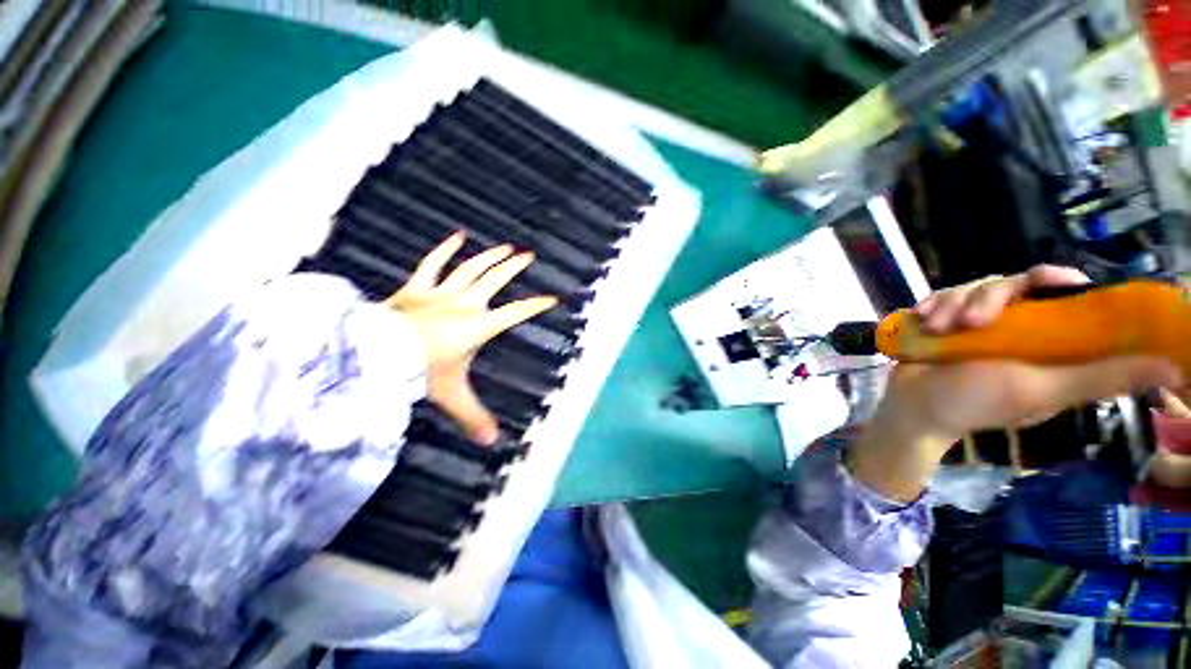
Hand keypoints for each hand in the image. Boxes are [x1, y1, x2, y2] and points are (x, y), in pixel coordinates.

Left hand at [386, 232, 556, 444]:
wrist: (375, 354)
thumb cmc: (418, 372)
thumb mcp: (451, 395)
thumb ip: (474, 417)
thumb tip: (492, 442)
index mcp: (478, 327)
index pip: (515, 313)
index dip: (535, 305)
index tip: (552, 298)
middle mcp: (465, 305)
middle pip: (495, 281)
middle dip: (514, 269)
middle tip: (529, 256)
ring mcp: (440, 293)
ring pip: (471, 269)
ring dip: (490, 257)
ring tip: (506, 246)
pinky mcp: (418, 288)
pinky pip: (433, 264)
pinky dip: (445, 249)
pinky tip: (458, 235)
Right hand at [848, 266, 1182, 501]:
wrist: (913, 407)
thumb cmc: (977, 403)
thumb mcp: (1040, 391)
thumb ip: (1099, 377)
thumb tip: (1173, 368)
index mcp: (1047, 340)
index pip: (1063, 295)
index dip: (1059, 280)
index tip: (1047, 279)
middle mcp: (1017, 326)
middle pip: (1013, 284)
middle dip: (988, 297)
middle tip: (969, 323)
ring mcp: (977, 323)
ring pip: (974, 287)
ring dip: (953, 304)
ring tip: (939, 327)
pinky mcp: (945, 320)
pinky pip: (942, 296)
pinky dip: (933, 304)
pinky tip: (924, 319)